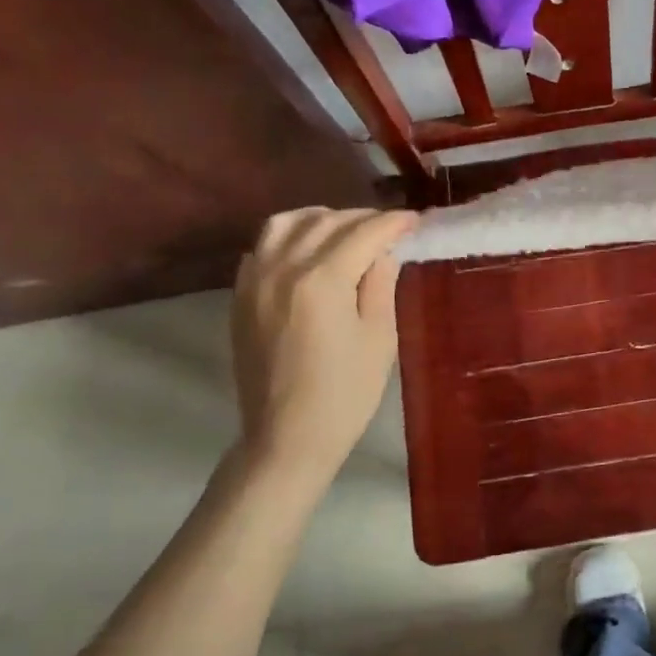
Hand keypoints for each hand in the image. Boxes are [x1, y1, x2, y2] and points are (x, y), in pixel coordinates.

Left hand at [231, 207, 418, 479]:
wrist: (287, 436)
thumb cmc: (346, 393)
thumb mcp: (379, 338)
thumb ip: (380, 285)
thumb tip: (383, 252)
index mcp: (322, 280)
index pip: (363, 233)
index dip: (393, 223)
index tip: (415, 219)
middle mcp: (283, 269)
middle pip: (325, 221)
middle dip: (362, 218)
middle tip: (389, 228)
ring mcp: (255, 281)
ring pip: (285, 224)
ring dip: (320, 219)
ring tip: (345, 230)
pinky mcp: (241, 297)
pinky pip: (262, 248)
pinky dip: (289, 238)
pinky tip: (308, 253)